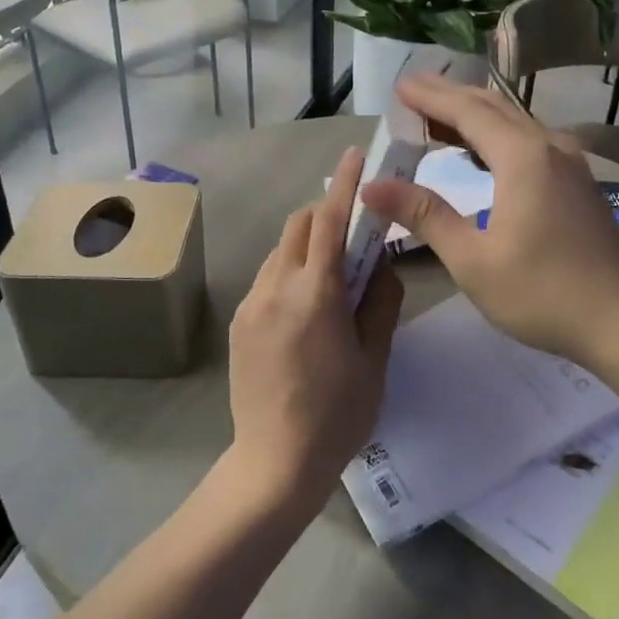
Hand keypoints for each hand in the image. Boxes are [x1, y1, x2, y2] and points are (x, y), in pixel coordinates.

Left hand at [226, 147, 404, 512]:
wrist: (275, 463)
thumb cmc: (337, 416)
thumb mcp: (374, 360)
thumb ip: (380, 302)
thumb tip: (380, 264)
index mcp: (315, 295)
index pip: (329, 222)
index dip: (345, 185)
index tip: (355, 156)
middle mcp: (275, 288)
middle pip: (299, 226)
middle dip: (327, 215)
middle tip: (356, 236)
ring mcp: (251, 304)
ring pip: (281, 251)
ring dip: (308, 245)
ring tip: (334, 278)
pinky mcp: (239, 323)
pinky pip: (268, 278)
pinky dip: (291, 272)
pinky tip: (307, 309)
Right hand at [359, 77, 618, 369]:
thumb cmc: (542, 293)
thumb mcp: (472, 259)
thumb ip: (424, 215)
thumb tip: (371, 186)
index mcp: (522, 157)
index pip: (467, 112)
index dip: (430, 97)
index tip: (399, 85)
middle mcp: (549, 147)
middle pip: (493, 108)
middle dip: (451, 96)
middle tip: (412, 90)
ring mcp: (570, 164)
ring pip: (515, 123)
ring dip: (475, 115)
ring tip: (438, 117)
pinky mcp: (578, 184)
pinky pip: (530, 141)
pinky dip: (498, 135)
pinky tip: (484, 153)